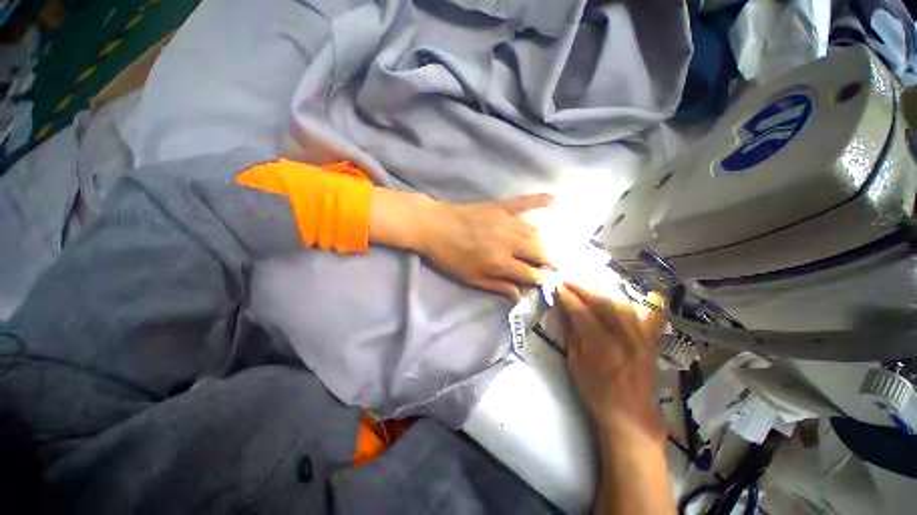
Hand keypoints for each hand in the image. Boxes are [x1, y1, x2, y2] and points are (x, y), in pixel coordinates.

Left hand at [418, 194, 553, 299]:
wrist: (435, 226)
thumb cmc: (450, 257)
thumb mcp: (471, 278)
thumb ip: (497, 286)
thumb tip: (519, 295)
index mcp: (500, 262)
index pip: (531, 273)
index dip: (542, 279)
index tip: (548, 281)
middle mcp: (509, 242)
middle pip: (539, 252)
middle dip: (549, 261)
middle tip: (551, 265)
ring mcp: (506, 222)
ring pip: (536, 233)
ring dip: (545, 243)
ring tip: (546, 249)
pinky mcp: (501, 207)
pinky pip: (525, 202)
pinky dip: (541, 201)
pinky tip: (556, 201)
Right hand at [557, 282, 664, 442]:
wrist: (631, 417)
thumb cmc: (596, 393)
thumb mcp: (575, 364)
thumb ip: (572, 334)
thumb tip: (565, 309)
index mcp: (600, 345)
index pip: (581, 311)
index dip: (567, 296)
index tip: (557, 284)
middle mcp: (623, 336)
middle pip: (603, 301)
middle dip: (583, 286)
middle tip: (568, 278)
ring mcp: (640, 337)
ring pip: (623, 303)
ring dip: (604, 288)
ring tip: (590, 282)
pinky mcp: (651, 340)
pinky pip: (655, 315)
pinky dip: (651, 300)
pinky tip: (648, 290)